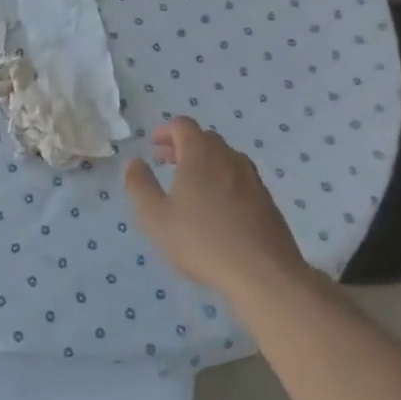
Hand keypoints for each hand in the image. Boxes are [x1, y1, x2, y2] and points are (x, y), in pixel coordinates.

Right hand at [123, 117, 309, 301]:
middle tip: (167, 164)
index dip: (165, 131)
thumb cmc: (202, 241)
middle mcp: (229, 158)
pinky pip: (240, 178)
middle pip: (205, 139)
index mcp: (201, 154)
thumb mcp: (156, 216)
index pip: (183, 125)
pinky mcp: (267, 200)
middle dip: (183, 146)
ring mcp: (252, 178)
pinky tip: (217, 208)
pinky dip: (223, 180)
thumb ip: (139, 185)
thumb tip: (133, 162)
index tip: (153, 146)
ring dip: (205, 162)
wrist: (264, 274)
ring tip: (191, 186)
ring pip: (225, 158)